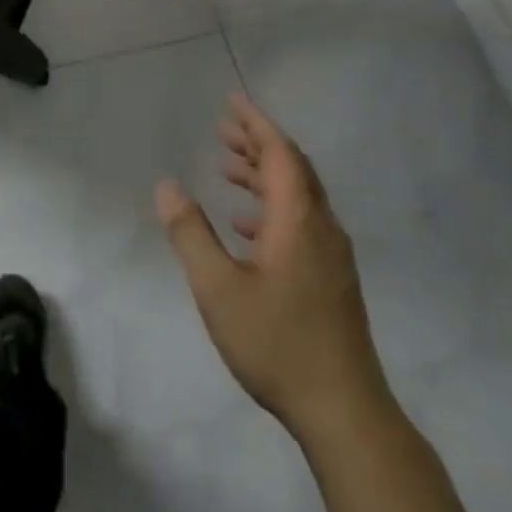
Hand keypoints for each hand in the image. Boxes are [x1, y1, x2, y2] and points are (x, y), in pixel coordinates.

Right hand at [156, 92, 392, 449]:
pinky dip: (271, 208)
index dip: (255, 124)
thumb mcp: (217, 287)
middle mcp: (321, 228)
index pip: (280, 154)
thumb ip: (190, 233)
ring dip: (263, 174)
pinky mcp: (330, 279)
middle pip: (292, 169)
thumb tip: (168, 186)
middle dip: (258, 143)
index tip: (232, 102)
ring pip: (297, 197)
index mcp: (298, 220)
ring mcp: (331, 256)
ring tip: (227, 166)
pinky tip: (246, 225)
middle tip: (223, 128)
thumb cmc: (276, 342)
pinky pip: (300, 223)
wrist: (343, 410)